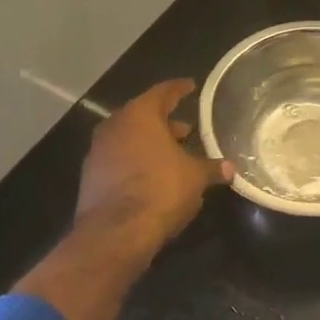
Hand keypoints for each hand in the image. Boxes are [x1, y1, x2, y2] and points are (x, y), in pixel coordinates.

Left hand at [77, 79, 232, 247]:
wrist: (114, 233)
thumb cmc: (160, 190)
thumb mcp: (195, 177)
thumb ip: (211, 168)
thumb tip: (229, 168)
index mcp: (140, 114)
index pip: (163, 92)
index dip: (179, 89)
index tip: (190, 86)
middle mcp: (115, 125)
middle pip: (143, 115)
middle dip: (166, 122)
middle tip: (187, 129)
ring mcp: (98, 151)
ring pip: (129, 138)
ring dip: (150, 143)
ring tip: (173, 155)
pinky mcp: (91, 177)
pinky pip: (119, 159)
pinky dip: (136, 161)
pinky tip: (152, 175)